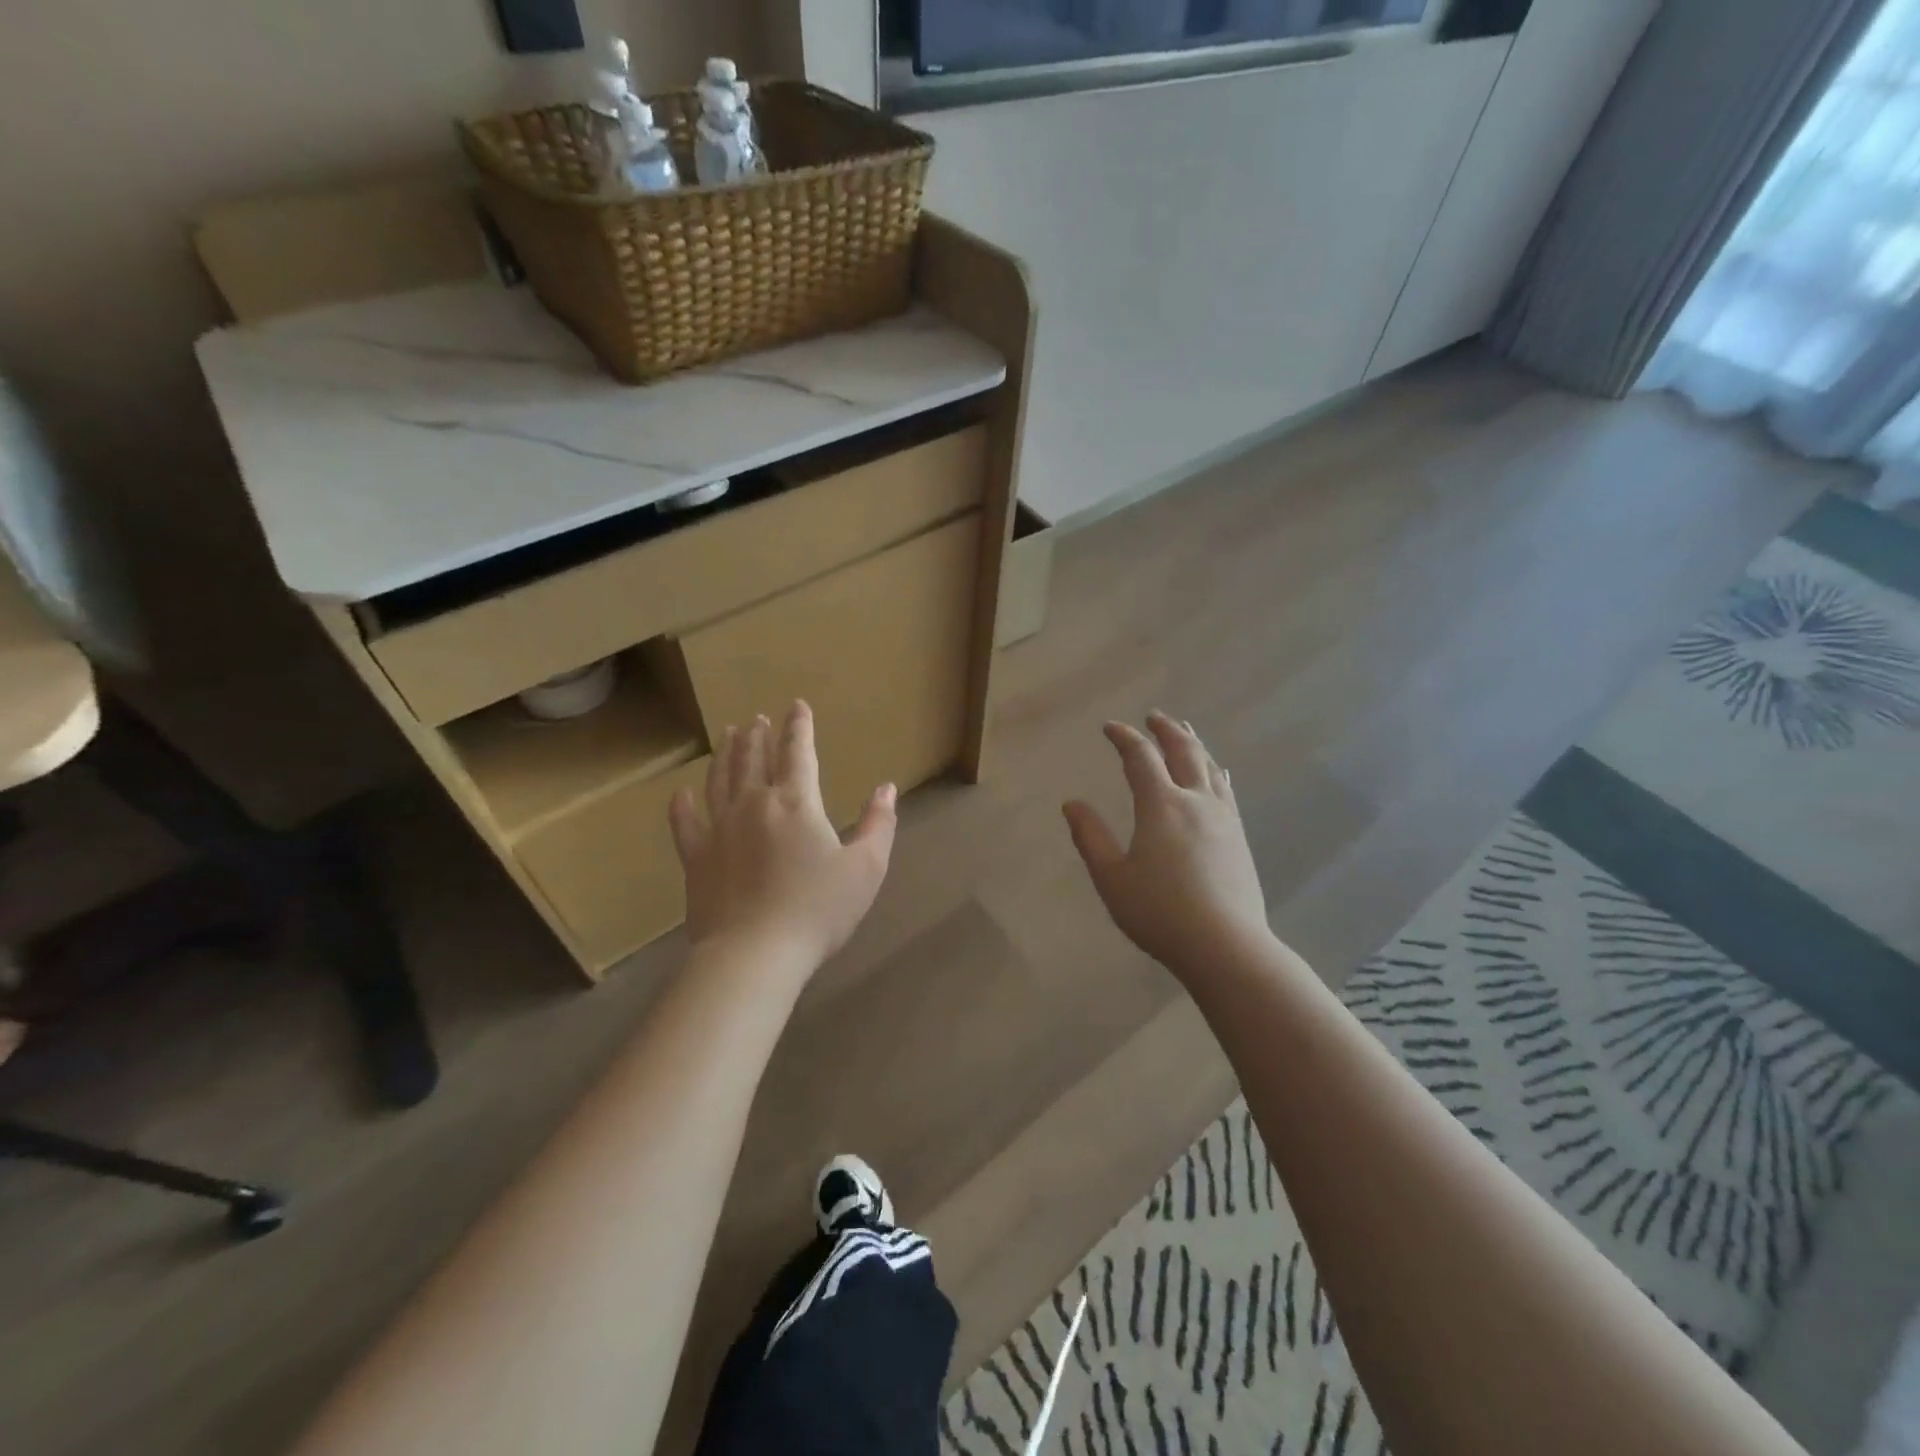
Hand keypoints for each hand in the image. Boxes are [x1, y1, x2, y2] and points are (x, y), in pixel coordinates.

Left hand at [669, 702, 896, 970]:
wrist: (754, 954)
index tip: (796, 706)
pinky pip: (685, 823)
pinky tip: (681, 793)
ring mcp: (719, 829)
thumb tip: (886, 788)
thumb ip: (879, 824)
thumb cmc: (818, 910)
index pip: (798, 752)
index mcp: (797, 803)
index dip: (799, 727)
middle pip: (753, 759)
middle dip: (757, 736)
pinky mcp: (696, 857)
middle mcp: (754, 804)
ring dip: (725, 754)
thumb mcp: (866, 868)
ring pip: (720, 780)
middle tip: (756, 719)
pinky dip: (683, 805)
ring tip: (727, 735)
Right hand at [1064, 713, 1271, 980]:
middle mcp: (1195, 801)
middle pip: (1184, 751)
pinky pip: (1226, 790)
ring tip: (1185, 732)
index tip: (1110, 727)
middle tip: (1153, 717)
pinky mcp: (1239, 837)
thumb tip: (1071, 804)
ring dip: (1194, 744)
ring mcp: (1223, 818)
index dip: (1124, 737)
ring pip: (1209, 767)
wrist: (1226, 946)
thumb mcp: (1112, 878)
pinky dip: (1216, 772)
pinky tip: (1219, 775)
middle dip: (1166, 730)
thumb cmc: (1160, 913)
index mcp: (1161, 805)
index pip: (1141, 757)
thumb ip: (1090, 837)